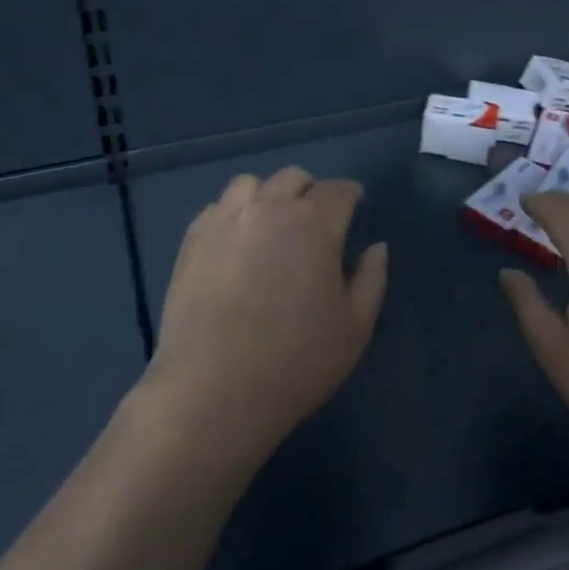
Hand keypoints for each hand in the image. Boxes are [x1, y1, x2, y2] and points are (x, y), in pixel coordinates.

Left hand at [145, 166, 387, 466]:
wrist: (213, 391)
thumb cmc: (296, 362)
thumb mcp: (354, 328)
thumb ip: (372, 279)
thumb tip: (377, 247)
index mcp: (313, 224)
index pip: (338, 190)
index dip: (350, 195)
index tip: (355, 206)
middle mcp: (268, 209)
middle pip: (294, 178)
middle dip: (311, 192)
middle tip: (316, 222)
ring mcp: (224, 221)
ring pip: (251, 184)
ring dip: (269, 196)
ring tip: (272, 226)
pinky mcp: (192, 240)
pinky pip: (218, 207)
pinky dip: (235, 214)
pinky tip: (237, 243)